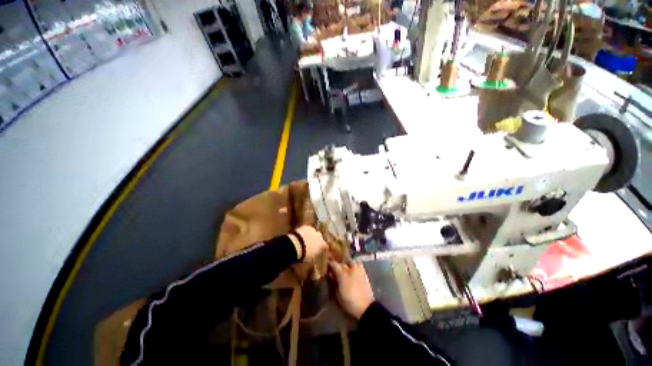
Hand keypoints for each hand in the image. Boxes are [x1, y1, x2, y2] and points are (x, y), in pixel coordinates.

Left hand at [289, 225, 327, 261]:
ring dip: (310, 235)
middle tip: (310, 244)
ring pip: (313, 232)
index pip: (325, 246)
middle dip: (316, 239)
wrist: (296, 245)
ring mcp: (313, 230)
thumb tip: (314, 254)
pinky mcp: (306, 226)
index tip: (318, 249)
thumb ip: (315, 254)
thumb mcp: (311, 258)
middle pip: (319, 237)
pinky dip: (305, 231)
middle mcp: (320, 236)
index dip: (321, 247)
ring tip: (304, 239)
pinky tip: (300, 235)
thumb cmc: (304, 254)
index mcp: (322, 244)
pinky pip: (307, 229)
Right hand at [329, 261, 374, 318]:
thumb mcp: (337, 294)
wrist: (366, 307)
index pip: (334, 264)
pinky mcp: (364, 272)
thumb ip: (334, 282)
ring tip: (345, 268)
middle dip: (338, 265)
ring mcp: (358, 269)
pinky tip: (353, 270)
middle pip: (342, 262)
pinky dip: (355, 265)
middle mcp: (350, 269)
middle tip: (336, 269)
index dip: (330, 264)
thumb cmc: (349, 302)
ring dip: (347, 263)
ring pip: (351, 261)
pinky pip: (358, 264)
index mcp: (342, 274)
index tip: (327, 266)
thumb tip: (331, 273)